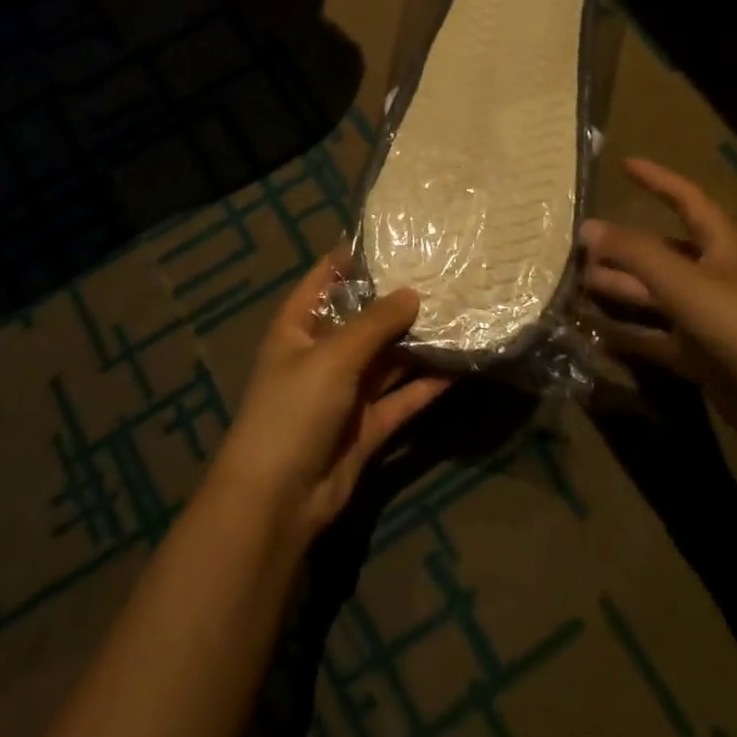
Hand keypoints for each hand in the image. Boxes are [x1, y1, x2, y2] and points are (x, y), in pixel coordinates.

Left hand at [210, 255, 450, 540]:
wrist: (277, 499)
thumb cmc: (293, 410)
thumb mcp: (332, 357)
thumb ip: (375, 324)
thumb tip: (413, 293)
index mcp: (298, 327)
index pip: (325, 278)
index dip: (354, 257)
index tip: (396, 238)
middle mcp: (321, 354)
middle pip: (363, 319)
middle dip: (398, 302)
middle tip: (444, 276)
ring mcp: (345, 392)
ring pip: (387, 359)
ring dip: (417, 343)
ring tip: (459, 314)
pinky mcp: (366, 426)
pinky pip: (401, 398)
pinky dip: (425, 386)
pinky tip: (459, 367)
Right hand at [581, 157, 736, 458]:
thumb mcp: (686, 284)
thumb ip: (636, 254)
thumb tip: (588, 227)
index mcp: (721, 248)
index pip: (688, 201)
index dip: (659, 180)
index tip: (625, 165)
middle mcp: (713, 278)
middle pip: (661, 252)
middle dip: (623, 246)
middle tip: (578, 245)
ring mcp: (706, 320)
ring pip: (653, 296)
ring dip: (619, 289)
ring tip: (576, 284)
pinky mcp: (700, 357)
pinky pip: (654, 338)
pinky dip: (627, 334)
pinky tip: (595, 332)